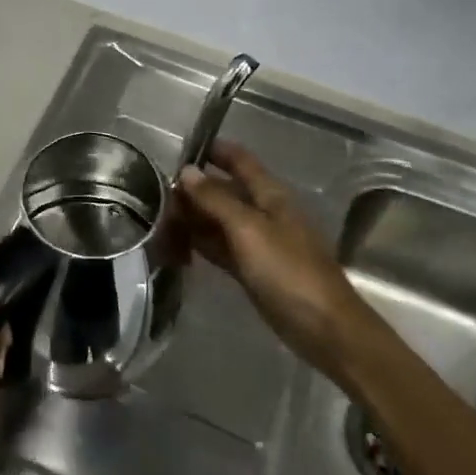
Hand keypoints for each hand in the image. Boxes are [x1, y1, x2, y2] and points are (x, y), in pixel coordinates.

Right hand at [179, 141, 359, 369]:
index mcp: (270, 195)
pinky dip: (200, 243)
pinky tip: (176, 245)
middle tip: (153, 192)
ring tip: (157, 218)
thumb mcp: (248, 229)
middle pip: (224, 191)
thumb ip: (215, 199)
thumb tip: (186, 171)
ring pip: (219, 220)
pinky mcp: (251, 269)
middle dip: (194, 189)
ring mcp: (257, 242)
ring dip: (193, 217)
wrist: (322, 326)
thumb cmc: (288, 270)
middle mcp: (263, 212)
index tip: (180, 148)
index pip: (239, 160)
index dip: (214, 150)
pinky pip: (220, 247)